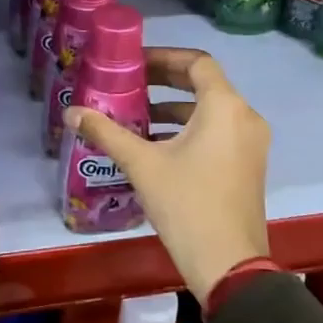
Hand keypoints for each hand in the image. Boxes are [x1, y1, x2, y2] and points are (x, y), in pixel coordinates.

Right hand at [64, 47, 269, 303]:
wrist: (229, 265)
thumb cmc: (187, 204)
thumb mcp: (142, 164)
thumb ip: (107, 132)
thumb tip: (72, 112)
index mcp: (224, 107)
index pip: (198, 62)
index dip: (164, 57)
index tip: (134, 63)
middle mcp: (245, 117)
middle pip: (205, 84)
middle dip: (166, 81)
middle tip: (130, 84)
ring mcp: (251, 143)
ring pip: (211, 110)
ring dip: (175, 108)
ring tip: (137, 116)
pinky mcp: (248, 165)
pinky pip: (219, 132)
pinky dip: (190, 129)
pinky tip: (157, 146)